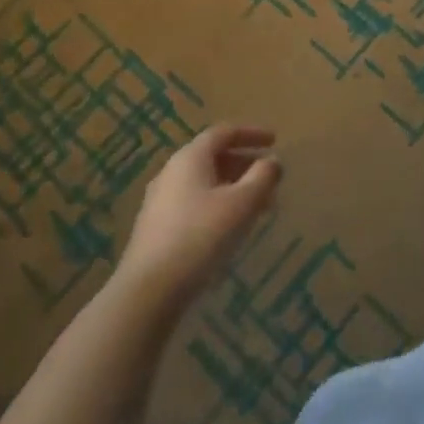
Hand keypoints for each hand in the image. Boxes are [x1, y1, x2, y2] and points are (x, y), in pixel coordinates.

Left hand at [113, 125, 282, 311]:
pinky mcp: (156, 228)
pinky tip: (231, 228)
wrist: (149, 290)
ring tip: (257, 206)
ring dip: (234, 187)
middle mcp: (171, 172)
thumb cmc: (201, 236)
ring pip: (205, 182)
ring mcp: (160, 201)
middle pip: (213, 157)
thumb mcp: (243, 203)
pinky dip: (218, 205)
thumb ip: (263, 177)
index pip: (224, 132)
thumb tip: (272, 162)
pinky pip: (194, 203)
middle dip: (245, 164)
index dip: (252, 133)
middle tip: (270, 178)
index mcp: (190, 158)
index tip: (275, 141)